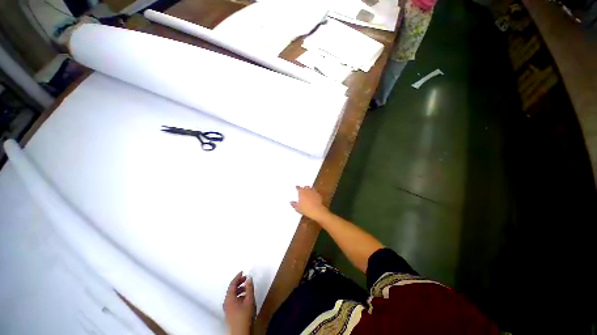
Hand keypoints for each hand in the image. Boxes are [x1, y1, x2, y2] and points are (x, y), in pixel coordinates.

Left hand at [223, 272, 254, 334]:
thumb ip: (249, 288)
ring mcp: (227, 308)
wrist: (241, 333)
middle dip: (239, 283)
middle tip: (246, 278)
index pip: (232, 284)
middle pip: (231, 289)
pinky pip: (233, 300)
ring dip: (239, 289)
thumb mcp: (249, 300)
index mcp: (229, 298)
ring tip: (247, 288)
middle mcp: (226, 302)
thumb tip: (249, 277)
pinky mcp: (229, 313)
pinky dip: (238, 296)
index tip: (243, 271)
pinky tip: (245, 297)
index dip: (237, 277)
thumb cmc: (245, 316)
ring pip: (232, 295)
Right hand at [290, 186, 328, 220]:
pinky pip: (315, 192)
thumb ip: (293, 204)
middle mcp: (307, 190)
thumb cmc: (305, 209)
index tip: (296, 187)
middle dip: (304, 188)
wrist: (316, 211)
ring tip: (308, 193)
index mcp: (301, 192)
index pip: (298, 187)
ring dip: (309, 190)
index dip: (297, 187)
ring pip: (311, 188)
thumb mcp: (297, 208)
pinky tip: (313, 196)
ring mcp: (313, 192)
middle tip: (302, 190)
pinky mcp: (318, 195)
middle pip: (305, 187)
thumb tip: (291, 202)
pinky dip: (313, 193)